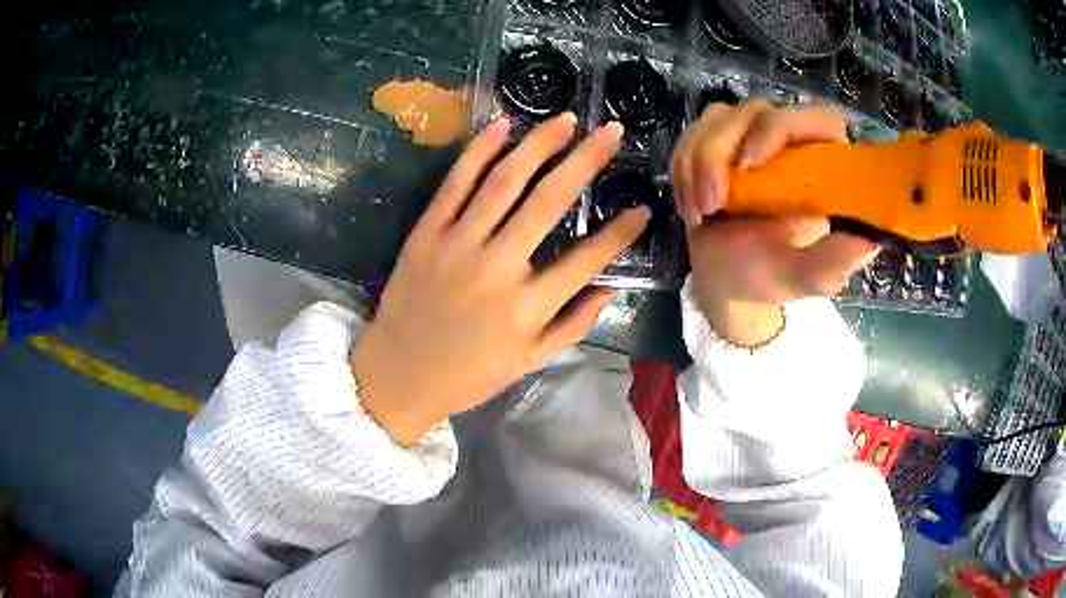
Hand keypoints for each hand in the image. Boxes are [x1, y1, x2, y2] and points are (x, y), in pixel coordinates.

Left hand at [351, 114, 649, 445]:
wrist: (397, 375)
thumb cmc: (468, 375)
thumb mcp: (529, 362)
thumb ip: (573, 325)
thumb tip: (610, 287)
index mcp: (527, 308)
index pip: (587, 259)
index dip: (621, 231)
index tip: (643, 208)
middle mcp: (497, 268)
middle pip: (549, 201)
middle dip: (586, 161)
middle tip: (611, 131)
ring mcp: (457, 245)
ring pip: (504, 181)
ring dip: (539, 144)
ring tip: (567, 120)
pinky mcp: (425, 233)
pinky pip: (455, 183)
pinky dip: (478, 151)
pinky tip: (502, 125)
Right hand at [670, 102, 878, 345]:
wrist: (724, 277)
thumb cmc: (767, 276)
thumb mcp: (801, 276)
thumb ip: (830, 262)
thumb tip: (866, 243)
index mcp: (823, 168)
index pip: (818, 120)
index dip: (781, 128)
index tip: (750, 164)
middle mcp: (791, 142)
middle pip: (755, 112)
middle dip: (720, 154)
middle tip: (710, 204)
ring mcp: (752, 134)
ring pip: (718, 118)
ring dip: (697, 164)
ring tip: (699, 213)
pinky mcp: (719, 138)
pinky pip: (692, 132)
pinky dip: (683, 168)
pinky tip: (690, 204)